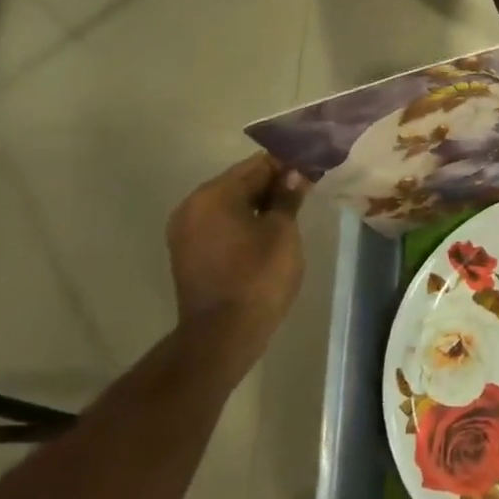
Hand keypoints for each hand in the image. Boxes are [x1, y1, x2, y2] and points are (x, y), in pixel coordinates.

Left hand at [167, 154, 308, 349]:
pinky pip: (220, 224)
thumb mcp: (282, 232)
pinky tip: (267, 231)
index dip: (287, 163)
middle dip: (272, 183)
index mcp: (214, 194)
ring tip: (290, 210)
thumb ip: (287, 197)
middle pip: (240, 182)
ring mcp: (186, 230)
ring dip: (258, 203)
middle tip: (306, 187)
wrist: (222, 334)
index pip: (257, 165)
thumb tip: (293, 173)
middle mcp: (193, 206)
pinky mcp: (188, 252)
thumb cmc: (258, 276)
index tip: (312, 166)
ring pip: (229, 204)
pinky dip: (243, 221)